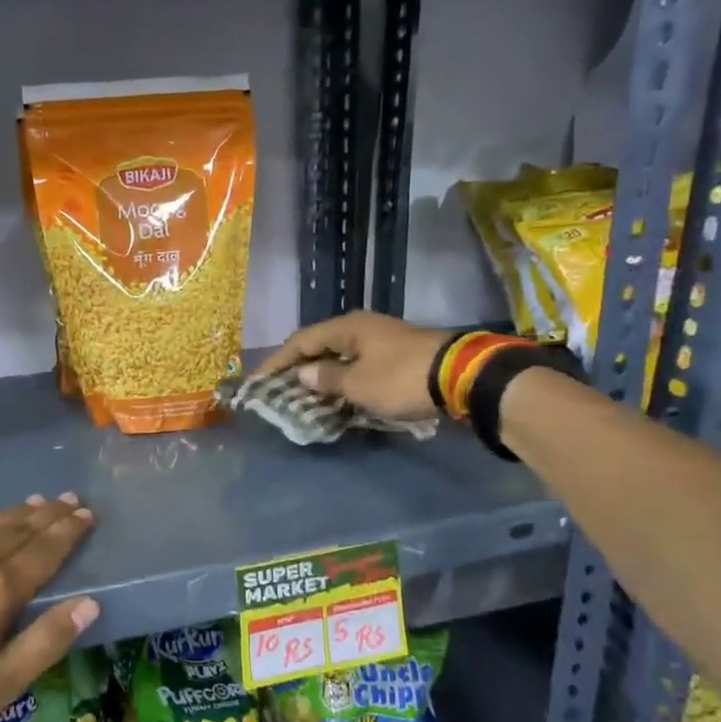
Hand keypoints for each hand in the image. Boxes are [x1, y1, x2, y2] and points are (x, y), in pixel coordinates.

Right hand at [256, 312, 445, 422]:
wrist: (461, 376)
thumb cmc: (401, 378)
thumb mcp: (358, 384)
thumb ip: (327, 379)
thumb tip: (303, 375)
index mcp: (347, 328)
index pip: (301, 341)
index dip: (277, 361)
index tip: (258, 381)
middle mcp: (362, 327)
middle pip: (320, 345)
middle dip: (298, 367)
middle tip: (279, 388)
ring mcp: (382, 339)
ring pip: (340, 355)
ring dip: (322, 374)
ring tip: (304, 394)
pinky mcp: (398, 354)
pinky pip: (358, 364)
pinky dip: (343, 378)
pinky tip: (337, 393)